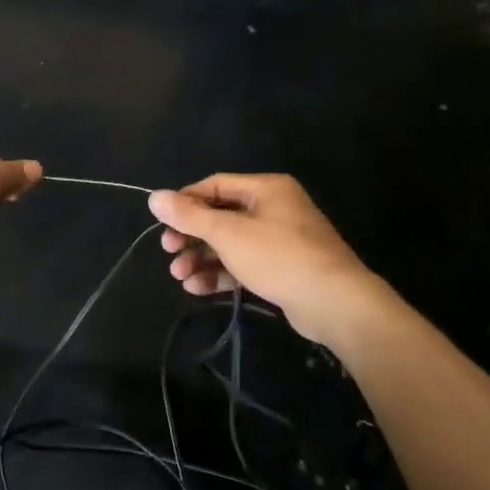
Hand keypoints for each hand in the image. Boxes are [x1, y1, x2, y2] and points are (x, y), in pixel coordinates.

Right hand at [148, 174, 376, 342]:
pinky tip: (198, 288)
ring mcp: (280, 240)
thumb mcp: (228, 233)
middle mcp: (274, 209)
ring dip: (201, 258)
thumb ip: (189, 215)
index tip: (162, 223)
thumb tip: (154, 196)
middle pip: (220, 216)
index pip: (214, 185)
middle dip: (191, 236)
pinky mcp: (282, 269)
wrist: (335, 304)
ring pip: (230, 244)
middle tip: (168, 251)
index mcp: (266, 189)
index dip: (185, 202)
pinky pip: (244, 265)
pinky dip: (221, 274)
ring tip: (179, 276)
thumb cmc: (279, 257)